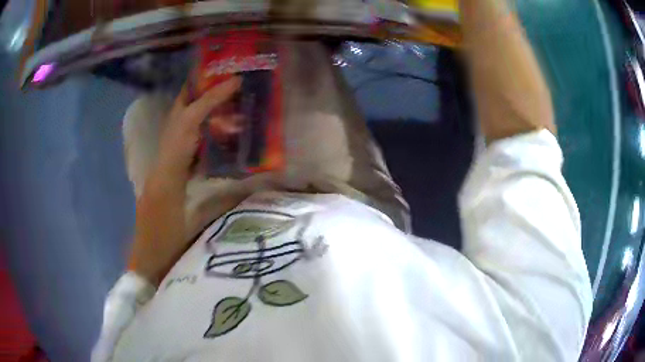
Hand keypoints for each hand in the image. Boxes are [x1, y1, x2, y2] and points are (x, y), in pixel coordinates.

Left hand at [130, 77, 240, 285]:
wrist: (146, 261)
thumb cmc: (168, 247)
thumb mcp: (199, 224)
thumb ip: (224, 198)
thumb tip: (255, 178)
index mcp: (168, 169)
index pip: (188, 123)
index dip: (210, 100)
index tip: (234, 83)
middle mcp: (162, 160)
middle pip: (177, 115)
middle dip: (198, 92)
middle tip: (224, 78)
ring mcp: (162, 165)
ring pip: (177, 126)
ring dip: (198, 108)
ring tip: (223, 97)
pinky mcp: (166, 173)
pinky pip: (182, 142)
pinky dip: (197, 129)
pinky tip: (213, 131)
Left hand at [154, 77, 241, 183]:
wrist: (175, 175)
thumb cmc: (178, 142)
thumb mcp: (193, 116)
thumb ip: (212, 98)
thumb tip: (237, 79)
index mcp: (183, 102)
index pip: (198, 81)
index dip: (212, 72)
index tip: (232, 66)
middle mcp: (190, 110)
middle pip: (210, 95)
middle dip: (226, 90)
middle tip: (247, 83)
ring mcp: (198, 125)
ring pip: (216, 111)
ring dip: (230, 107)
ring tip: (248, 102)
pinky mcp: (205, 139)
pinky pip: (219, 126)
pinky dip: (229, 122)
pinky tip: (242, 122)